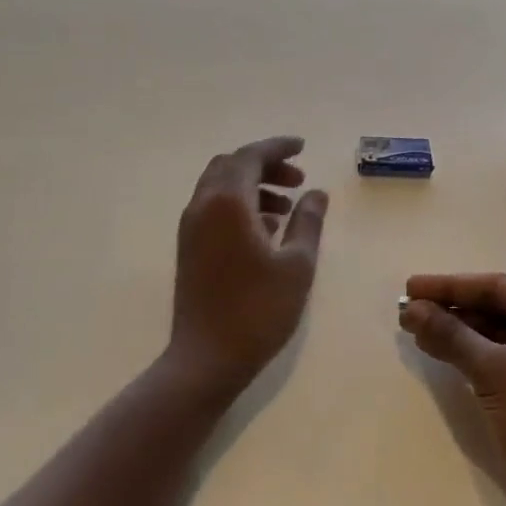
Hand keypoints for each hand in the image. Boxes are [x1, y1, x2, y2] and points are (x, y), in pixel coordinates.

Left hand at [165, 136, 328, 403]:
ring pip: (220, 186)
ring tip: (287, 207)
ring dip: (253, 185)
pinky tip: (266, 230)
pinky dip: (239, 205)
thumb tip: (316, 192)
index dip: (277, 147)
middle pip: (231, 166)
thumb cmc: (258, 310)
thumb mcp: (297, 265)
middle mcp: (203, 206)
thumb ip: (308, 222)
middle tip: (297, 179)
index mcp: (228, 203)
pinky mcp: (188, 248)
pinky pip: (213, 208)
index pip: (250, 156)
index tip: (303, 147)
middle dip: (265, 165)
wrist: (205, 359)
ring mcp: (191, 228)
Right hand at [400, 273, 505, 505]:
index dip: (449, 286)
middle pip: (494, 307)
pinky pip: (499, 356)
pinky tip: (439, 351)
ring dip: (456, 332)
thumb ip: (450, 335)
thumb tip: (410, 309)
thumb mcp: (493, 371)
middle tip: (406, 311)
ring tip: (414, 330)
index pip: (496, 287)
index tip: (410, 286)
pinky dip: (469, 353)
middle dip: (450, 309)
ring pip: (494, 332)